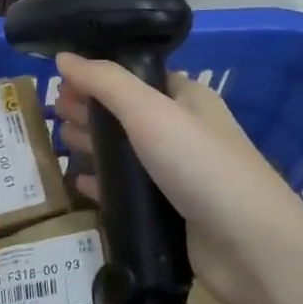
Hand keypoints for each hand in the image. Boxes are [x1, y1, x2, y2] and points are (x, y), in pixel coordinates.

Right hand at [54, 53, 302, 303]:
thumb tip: (62, 57)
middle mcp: (183, 131)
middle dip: (90, 110)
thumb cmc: (200, 165)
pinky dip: (103, 184)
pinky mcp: (170, 212)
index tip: (60, 83)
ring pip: (125, 153)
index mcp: (187, 98)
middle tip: (52, 113)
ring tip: (57, 143)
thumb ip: (104, 81)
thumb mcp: (149, 111)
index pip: (135, 77)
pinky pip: (128, 192)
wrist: (250, 246)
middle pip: (126, 114)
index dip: (98, 76)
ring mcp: (178, 174)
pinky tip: (77, 183)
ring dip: (92, 146)